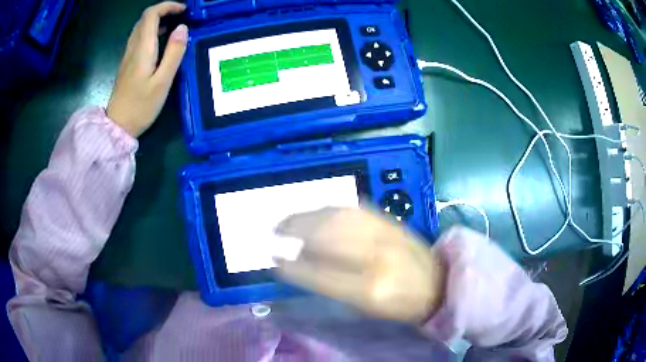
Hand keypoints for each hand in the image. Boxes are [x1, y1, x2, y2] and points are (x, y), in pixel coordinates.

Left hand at [106, 2, 187, 136]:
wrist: (118, 127)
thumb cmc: (141, 107)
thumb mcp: (163, 81)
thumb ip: (174, 52)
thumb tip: (182, 28)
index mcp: (142, 49)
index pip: (151, 15)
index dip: (167, 6)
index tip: (184, 10)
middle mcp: (133, 48)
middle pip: (145, 18)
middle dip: (164, 11)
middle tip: (181, 16)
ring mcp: (128, 56)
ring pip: (140, 27)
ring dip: (157, 20)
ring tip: (174, 26)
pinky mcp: (127, 64)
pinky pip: (138, 38)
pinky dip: (151, 32)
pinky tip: (161, 41)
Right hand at [275, 208, 444, 323]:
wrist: (437, 282)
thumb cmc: (400, 305)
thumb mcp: (365, 307)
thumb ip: (331, 286)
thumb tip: (301, 262)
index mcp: (369, 289)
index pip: (319, 274)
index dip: (292, 266)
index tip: (274, 260)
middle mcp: (376, 257)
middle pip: (325, 236)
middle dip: (294, 230)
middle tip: (276, 231)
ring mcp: (385, 233)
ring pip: (337, 216)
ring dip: (307, 216)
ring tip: (290, 219)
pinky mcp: (391, 221)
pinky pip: (353, 208)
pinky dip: (329, 209)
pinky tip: (317, 212)